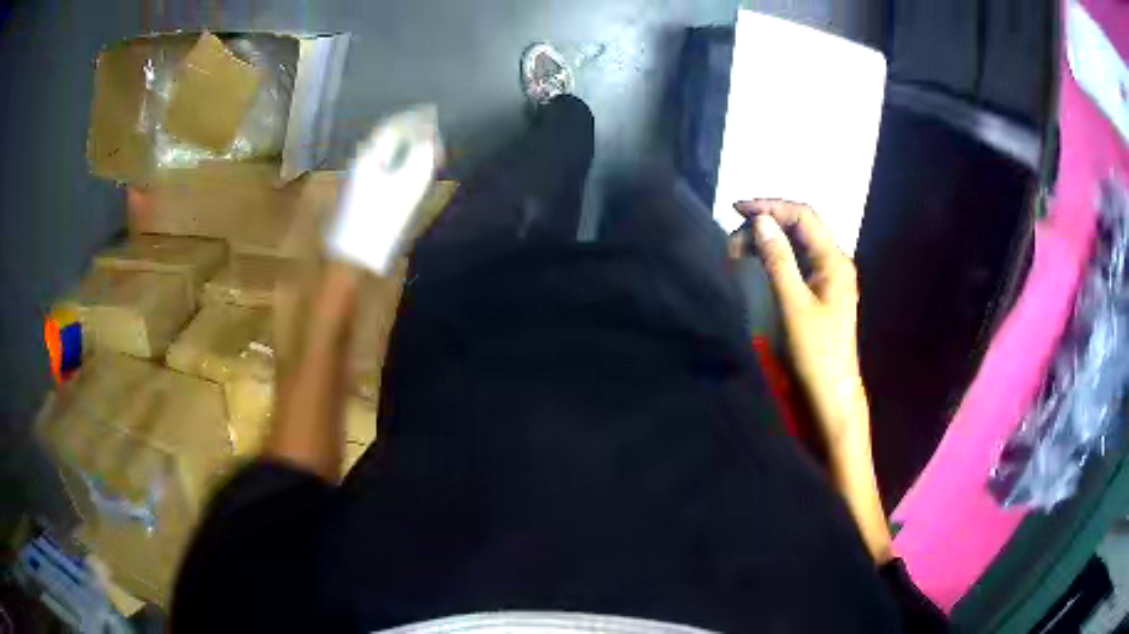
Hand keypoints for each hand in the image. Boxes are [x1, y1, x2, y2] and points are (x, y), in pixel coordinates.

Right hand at [733, 200, 865, 448]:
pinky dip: (776, 257)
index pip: (802, 216)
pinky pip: (798, 262)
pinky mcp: (821, 292)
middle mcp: (835, 262)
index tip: (736, 209)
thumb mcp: (792, 305)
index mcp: (834, 261)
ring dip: (768, 241)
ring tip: (738, 252)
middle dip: (766, 224)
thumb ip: (778, 260)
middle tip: (733, 242)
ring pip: (797, 244)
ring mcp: (829, 278)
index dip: (770, 207)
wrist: (831, 393)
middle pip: (800, 227)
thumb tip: (761, 222)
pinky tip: (759, 264)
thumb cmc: (815, 353)